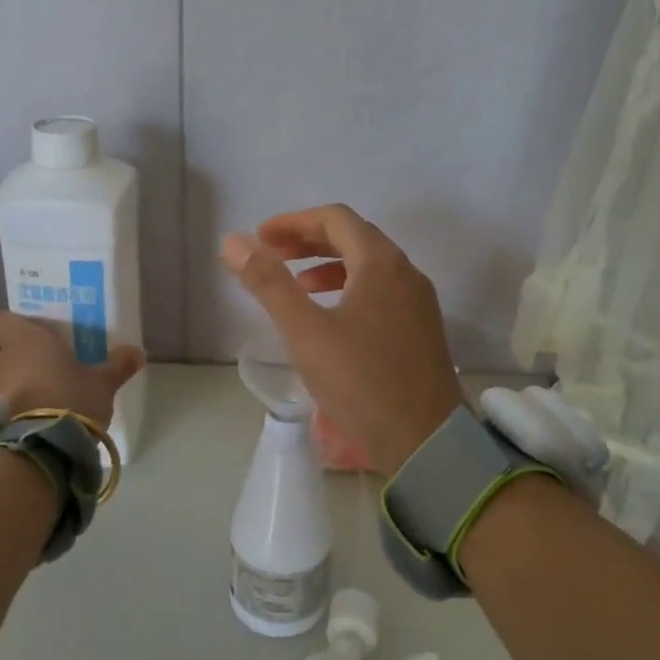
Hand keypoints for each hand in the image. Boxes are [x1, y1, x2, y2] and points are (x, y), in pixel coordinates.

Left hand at [0, 312, 144, 429]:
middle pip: (0, 349)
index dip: (15, 325)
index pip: (0, 319)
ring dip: (12, 384)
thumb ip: (118, 365)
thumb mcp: (103, 382)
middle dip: (17, 356)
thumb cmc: (70, 398)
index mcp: (25, 339)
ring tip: (38, 395)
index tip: (35, 333)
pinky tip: (29, 419)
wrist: (41, 448)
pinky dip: (8, 410)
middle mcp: (0, 360)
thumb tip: (137, 352)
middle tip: (44, 364)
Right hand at [221, 205, 464, 477]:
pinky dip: (350, 288)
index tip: (261, 238)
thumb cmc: (361, 382)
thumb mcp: (306, 332)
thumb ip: (269, 283)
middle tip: (272, 256)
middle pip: (354, 237)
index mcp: (381, 263)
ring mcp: (419, 301)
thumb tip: (233, 241)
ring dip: (329, 266)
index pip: (335, 218)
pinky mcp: (421, 328)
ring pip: (369, 265)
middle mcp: (406, 272)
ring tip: (297, 286)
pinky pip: (382, 290)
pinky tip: (331, 317)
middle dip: (309, 241)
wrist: (426, 441)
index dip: (293, 222)